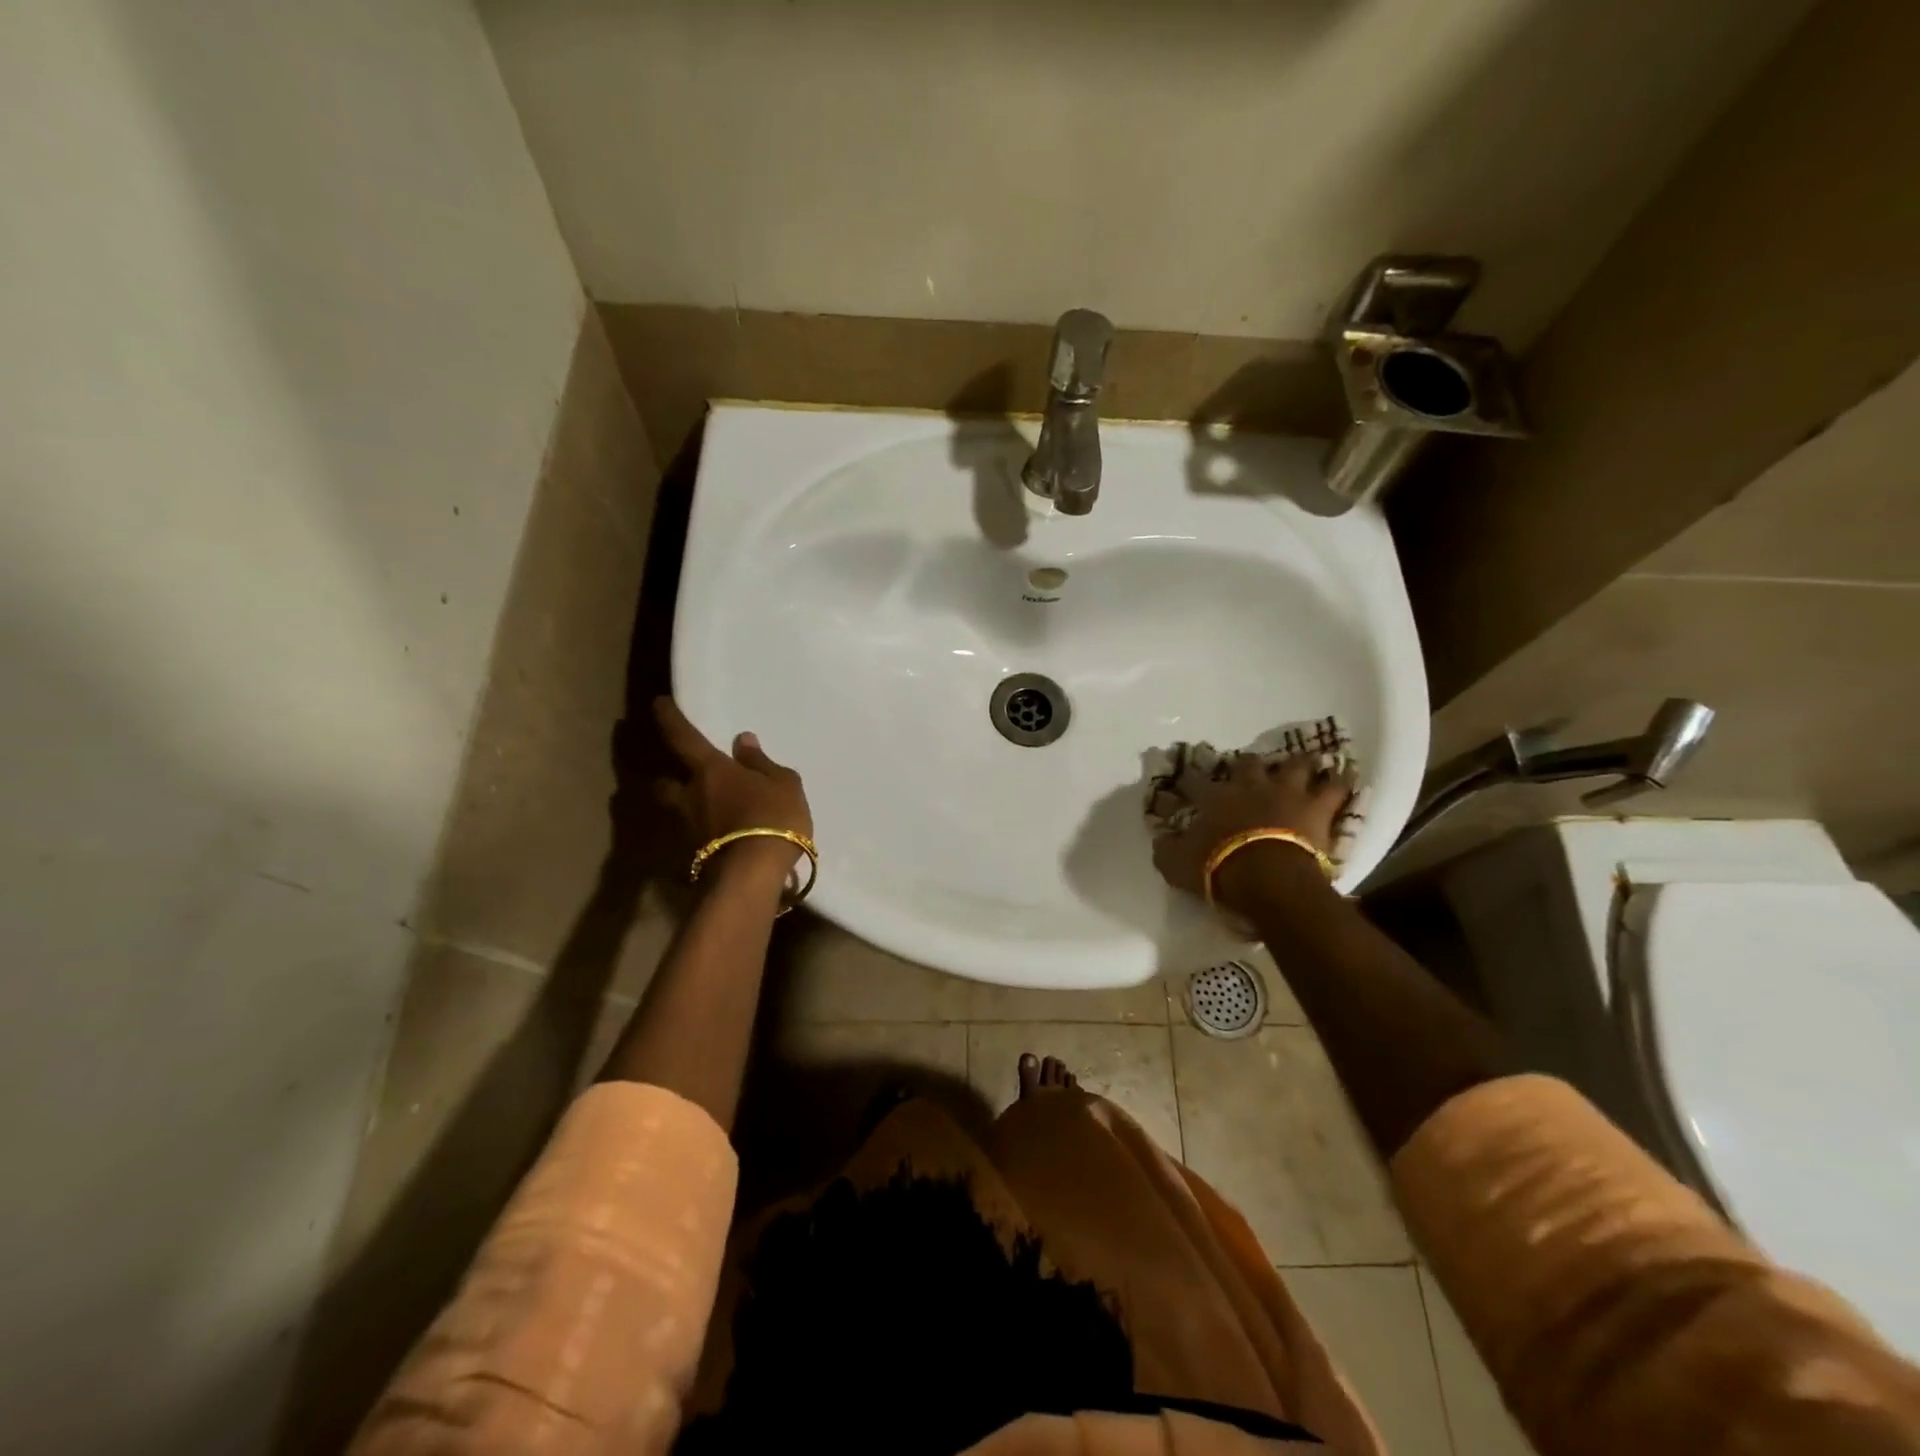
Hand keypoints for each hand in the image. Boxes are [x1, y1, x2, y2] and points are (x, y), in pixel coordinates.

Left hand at [653, 697, 812, 879]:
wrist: (754, 874)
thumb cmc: (773, 817)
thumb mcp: (782, 784)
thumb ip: (761, 763)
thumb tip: (742, 741)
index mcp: (710, 770)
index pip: (683, 737)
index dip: (669, 719)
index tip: (658, 704)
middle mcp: (691, 797)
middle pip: (665, 783)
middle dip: (668, 778)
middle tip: (679, 777)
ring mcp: (689, 829)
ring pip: (677, 812)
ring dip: (684, 808)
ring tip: (702, 811)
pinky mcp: (694, 857)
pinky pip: (694, 838)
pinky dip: (702, 835)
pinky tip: (719, 838)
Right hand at [1151, 754, 1350, 913]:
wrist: (1270, 879)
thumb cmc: (1220, 869)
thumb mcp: (1177, 865)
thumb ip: (1166, 849)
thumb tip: (1160, 840)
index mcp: (1214, 797)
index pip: (1194, 781)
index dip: (1187, 780)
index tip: (1183, 783)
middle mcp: (1250, 786)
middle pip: (1248, 763)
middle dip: (1246, 765)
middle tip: (1247, 772)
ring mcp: (1287, 792)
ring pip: (1295, 765)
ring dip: (1297, 765)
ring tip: (1300, 766)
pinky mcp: (1318, 807)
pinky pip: (1336, 788)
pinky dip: (1339, 783)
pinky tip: (1343, 779)